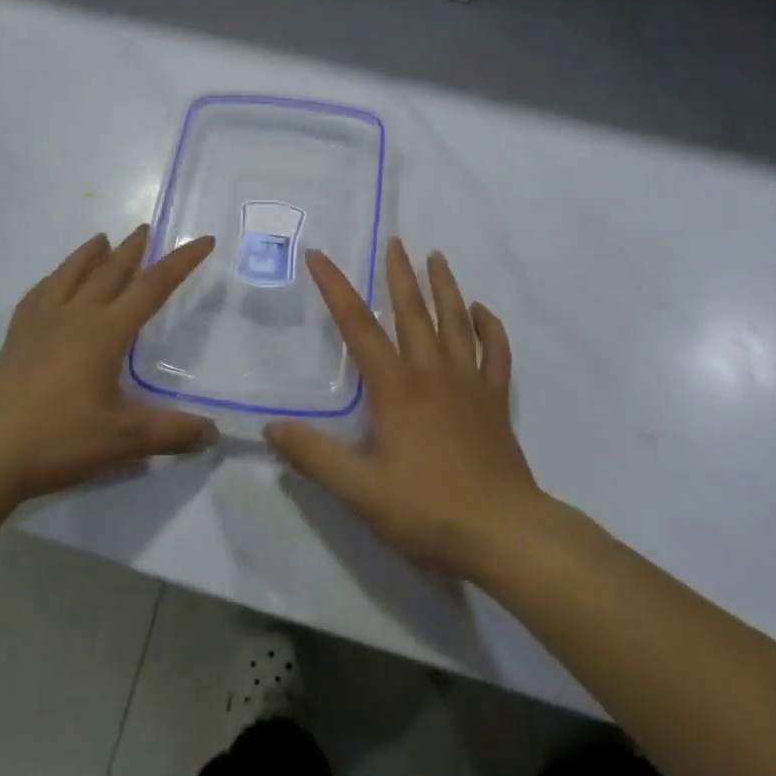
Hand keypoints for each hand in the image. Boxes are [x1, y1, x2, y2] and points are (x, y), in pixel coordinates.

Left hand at [0, 227, 217, 516]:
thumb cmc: (56, 440)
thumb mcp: (122, 440)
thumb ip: (171, 433)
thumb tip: (213, 433)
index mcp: (106, 332)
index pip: (153, 287)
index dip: (181, 262)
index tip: (203, 239)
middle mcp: (75, 316)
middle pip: (110, 271)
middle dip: (133, 249)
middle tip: (147, 228)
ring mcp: (40, 324)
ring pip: (70, 275)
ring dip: (90, 255)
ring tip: (102, 239)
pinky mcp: (15, 339)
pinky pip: (39, 295)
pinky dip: (54, 280)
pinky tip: (52, 284)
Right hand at [266, 239, 547, 581]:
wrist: (504, 533)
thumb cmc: (427, 509)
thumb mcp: (359, 490)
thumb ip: (314, 457)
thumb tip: (271, 428)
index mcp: (396, 386)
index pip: (357, 325)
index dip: (335, 287)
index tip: (319, 256)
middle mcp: (432, 372)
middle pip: (412, 311)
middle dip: (399, 274)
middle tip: (395, 242)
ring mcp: (469, 383)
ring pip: (455, 321)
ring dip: (445, 287)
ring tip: (437, 258)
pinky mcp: (495, 400)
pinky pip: (496, 352)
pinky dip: (489, 327)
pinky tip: (481, 311)